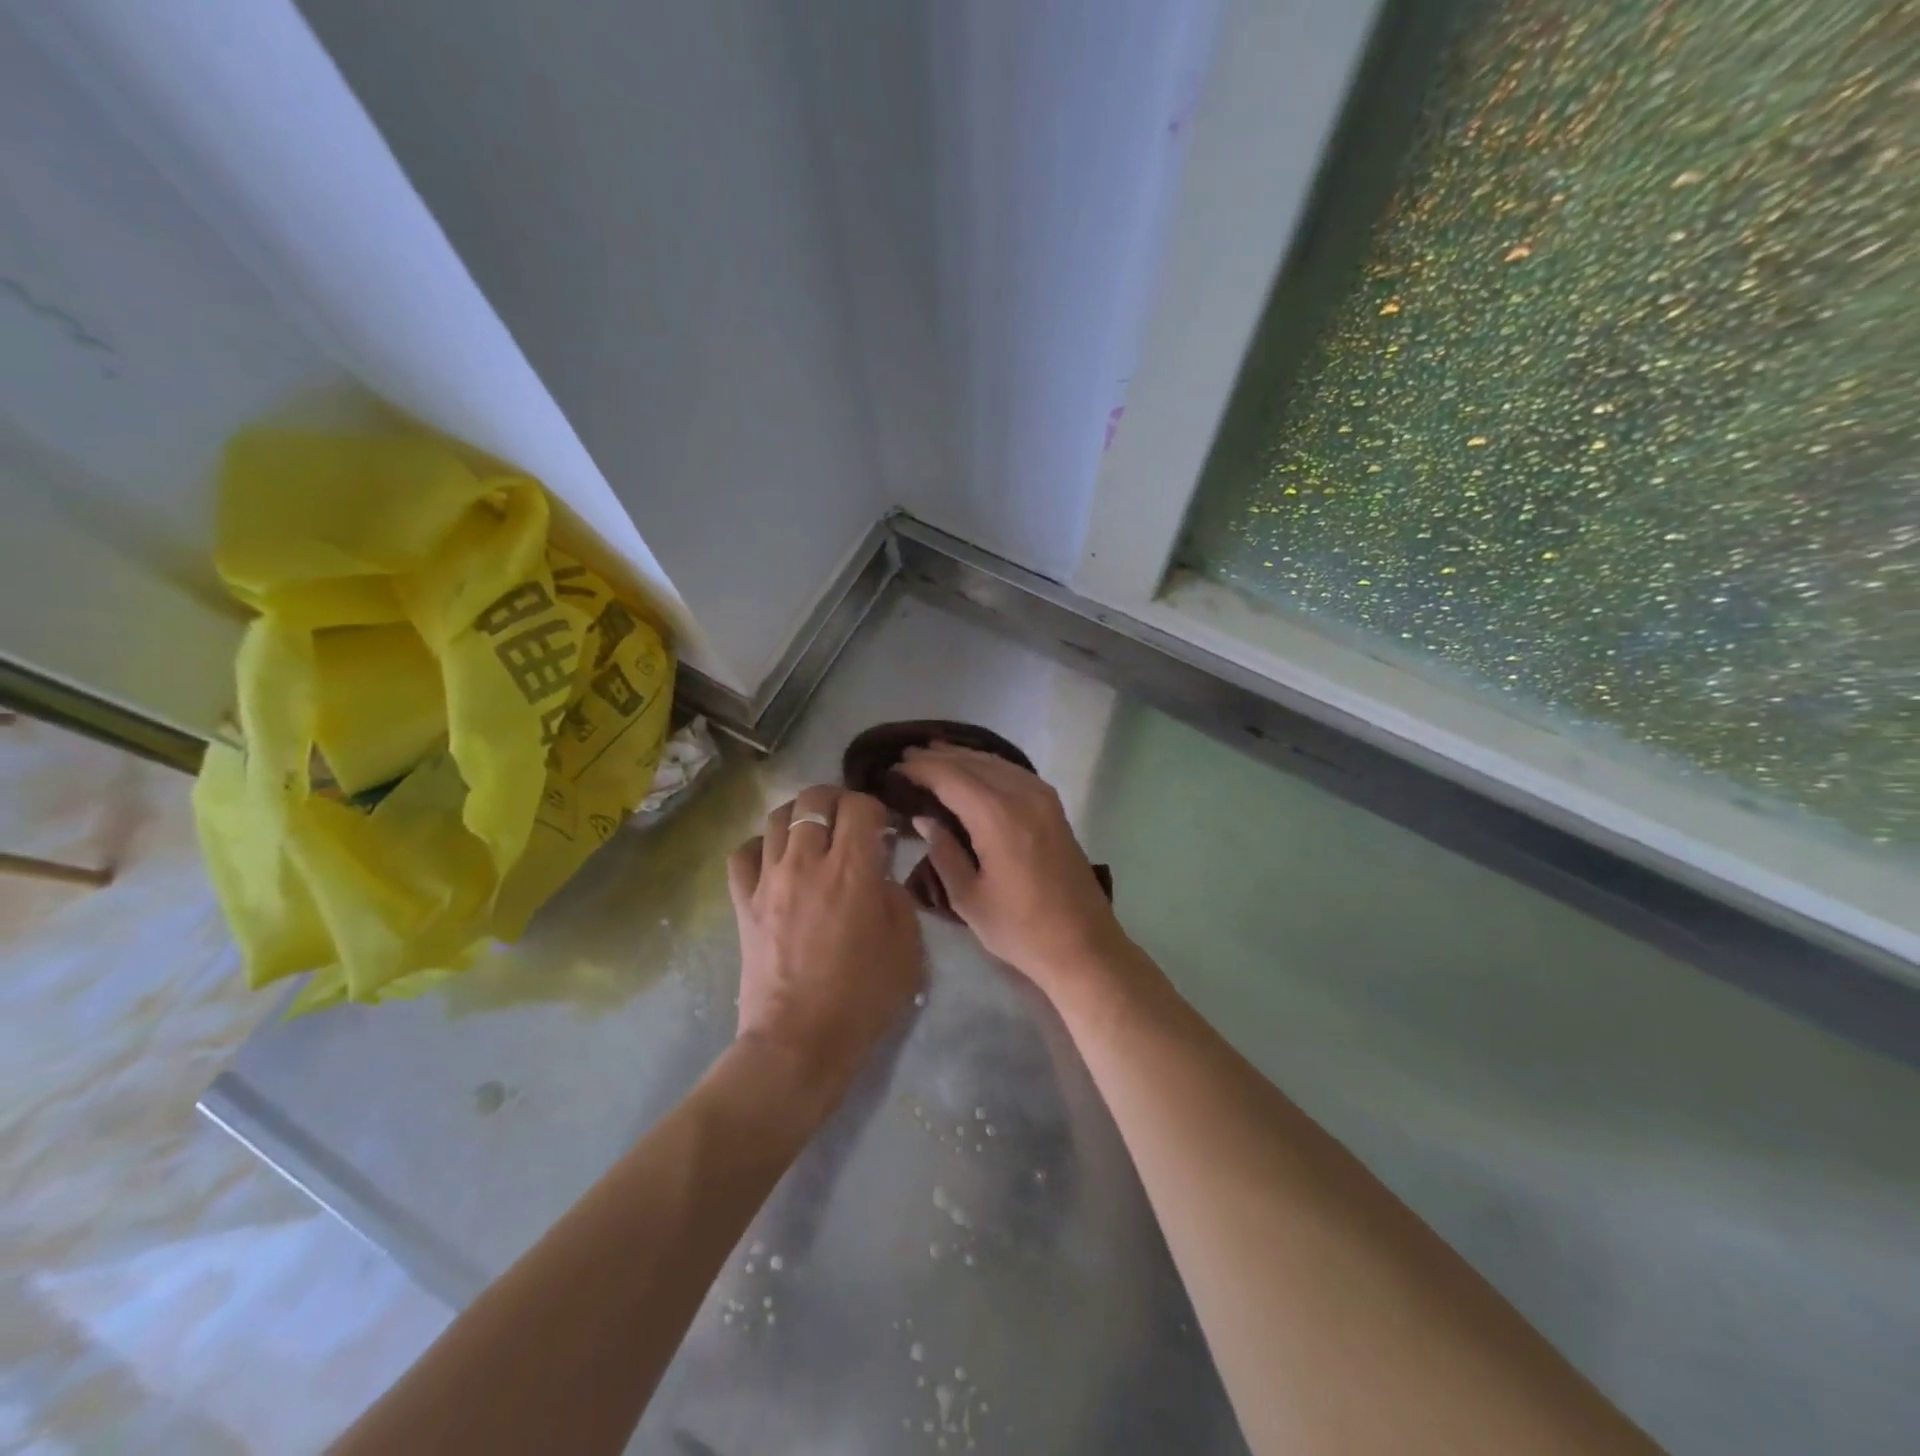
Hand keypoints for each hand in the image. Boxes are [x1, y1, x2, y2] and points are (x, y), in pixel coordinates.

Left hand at [727, 786, 922, 1113]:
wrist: (799, 1042)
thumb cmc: (862, 998)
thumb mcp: (907, 947)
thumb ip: (897, 897)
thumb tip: (880, 876)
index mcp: (852, 870)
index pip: (860, 806)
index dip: (876, 808)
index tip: (884, 828)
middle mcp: (807, 861)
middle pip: (815, 799)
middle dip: (838, 800)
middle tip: (851, 821)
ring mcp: (769, 879)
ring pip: (777, 816)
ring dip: (801, 816)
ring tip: (815, 835)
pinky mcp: (743, 901)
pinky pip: (743, 853)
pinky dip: (761, 846)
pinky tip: (776, 860)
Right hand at [894, 745, 1126, 997]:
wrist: (1083, 945)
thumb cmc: (1020, 929)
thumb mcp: (969, 899)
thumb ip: (944, 852)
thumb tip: (925, 818)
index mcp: (998, 818)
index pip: (951, 778)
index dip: (921, 769)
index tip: (894, 768)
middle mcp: (1022, 796)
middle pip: (974, 763)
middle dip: (939, 757)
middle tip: (907, 756)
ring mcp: (1043, 798)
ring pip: (996, 762)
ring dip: (964, 757)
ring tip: (933, 755)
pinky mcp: (1054, 807)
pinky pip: (1014, 772)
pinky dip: (989, 765)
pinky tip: (974, 770)